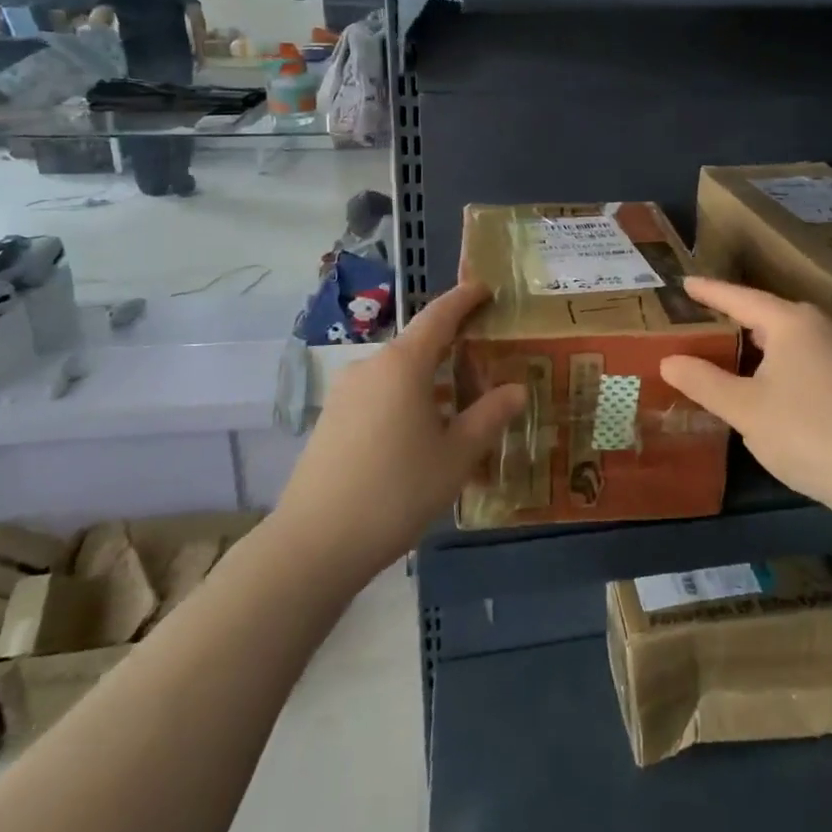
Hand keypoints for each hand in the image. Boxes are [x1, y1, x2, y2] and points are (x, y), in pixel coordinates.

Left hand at [275, 282, 524, 578]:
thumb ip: (490, 416)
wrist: (314, 544)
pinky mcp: (331, 420)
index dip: (464, 298)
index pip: (439, 315)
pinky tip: (421, 437)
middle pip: (419, 346)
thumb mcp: (456, 456)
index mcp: (403, 364)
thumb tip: (517, 389)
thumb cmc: (396, 491)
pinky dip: (407, 402)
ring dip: (430, 382)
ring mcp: (345, 393)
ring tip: (460, 408)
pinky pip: (379, 397)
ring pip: (399, 375)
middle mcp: (371, 367)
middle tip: (487, 362)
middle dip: (453, 349)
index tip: (485, 288)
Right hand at [660, 277, 831, 521]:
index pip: (740, 299)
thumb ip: (703, 381)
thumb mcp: (744, 408)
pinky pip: (802, 355)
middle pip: (766, 313)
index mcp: (790, 322)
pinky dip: (775, 359)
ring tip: (727, 345)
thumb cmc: (804, 432)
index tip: (685, 284)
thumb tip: (669, 360)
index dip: (710, 292)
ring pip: (786, 336)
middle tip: (701, 316)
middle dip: (733, 315)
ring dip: (756, 341)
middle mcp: (818, 326)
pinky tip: (765, 379)